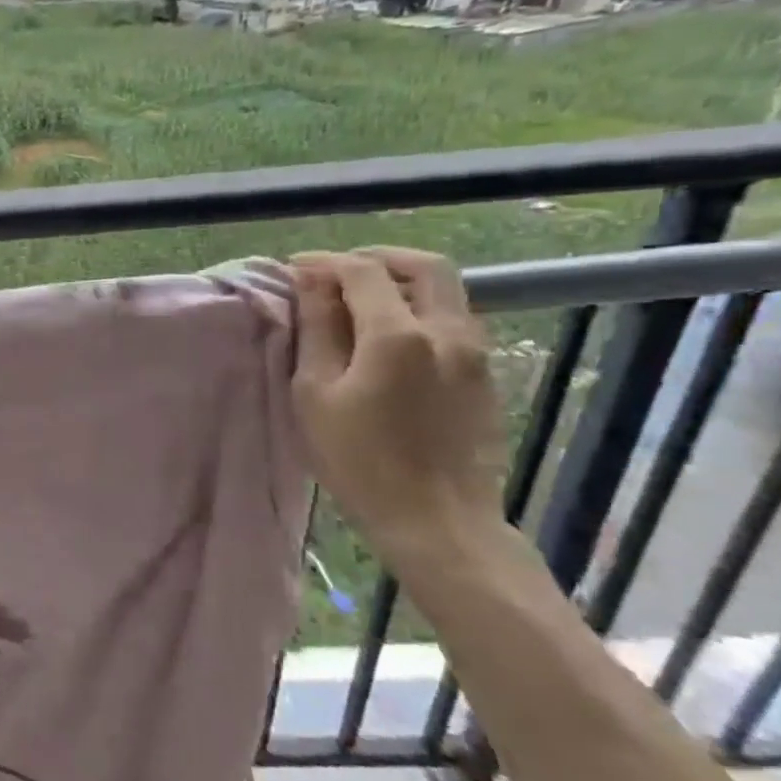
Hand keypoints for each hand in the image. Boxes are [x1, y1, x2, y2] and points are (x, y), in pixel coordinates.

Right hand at [290, 248, 508, 559]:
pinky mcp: (486, 376)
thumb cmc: (359, 461)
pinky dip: (420, 309)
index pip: (361, 272)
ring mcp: (475, 353)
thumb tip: (311, 282)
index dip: (324, 262)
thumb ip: (317, 330)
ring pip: (446, 291)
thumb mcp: (316, 394)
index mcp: (398, 335)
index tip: (294, 268)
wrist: (437, 522)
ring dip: (401, 283)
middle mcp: (447, 332)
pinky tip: (390, 336)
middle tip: (337, 273)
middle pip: (424, 266)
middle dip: (376, 259)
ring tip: (359, 302)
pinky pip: (454, 320)